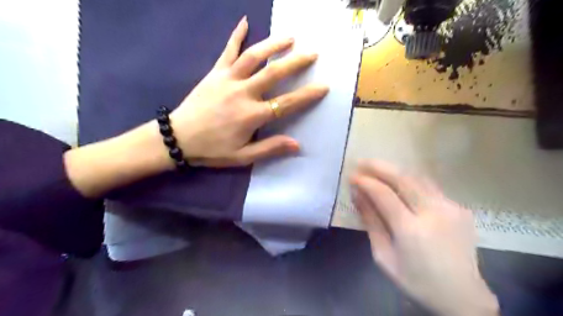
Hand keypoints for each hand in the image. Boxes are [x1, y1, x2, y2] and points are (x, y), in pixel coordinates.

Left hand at [171, 16, 329, 167]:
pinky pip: (227, 51)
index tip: (324, 86)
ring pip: (254, 56)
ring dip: (273, 44)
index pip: (286, 103)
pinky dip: (237, 35)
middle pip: (274, 73)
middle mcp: (243, 92)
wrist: (178, 138)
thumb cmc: (212, 150)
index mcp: (252, 115)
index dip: (307, 95)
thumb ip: (270, 149)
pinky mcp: (214, 73)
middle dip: (296, 62)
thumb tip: (297, 145)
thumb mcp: (243, 157)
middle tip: (313, 53)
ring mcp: (228, 79)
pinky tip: (245, 21)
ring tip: (290, 37)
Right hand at [351, 162, 498, 314]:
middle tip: (361, 162)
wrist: (462, 297)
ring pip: (418, 178)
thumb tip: (357, 195)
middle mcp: (434, 213)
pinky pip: (429, 187)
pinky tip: (399, 182)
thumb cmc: (415, 281)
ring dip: (395, 170)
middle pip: (403, 178)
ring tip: (377, 167)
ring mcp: (451, 208)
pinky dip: (410, 180)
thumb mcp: (384, 256)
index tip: (351, 176)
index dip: (366, 182)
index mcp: (412, 230)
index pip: (384, 194)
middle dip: (379, 167)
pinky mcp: (460, 208)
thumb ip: (371, 222)